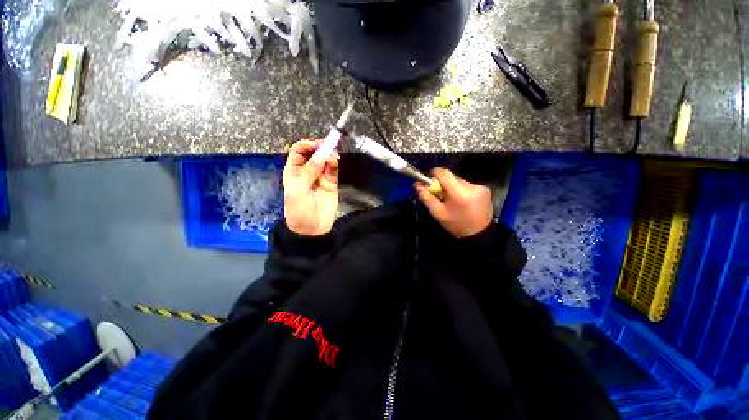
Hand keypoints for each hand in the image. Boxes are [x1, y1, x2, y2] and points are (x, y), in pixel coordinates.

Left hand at [282, 139, 339, 235]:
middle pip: (314, 154)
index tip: (317, 144)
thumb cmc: (299, 210)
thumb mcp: (298, 190)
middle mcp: (307, 172)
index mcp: (294, 171)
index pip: (299, 151)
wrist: (312, 229)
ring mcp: (320, 177)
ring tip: (333, 156)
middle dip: (320, 148)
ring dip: (329, 156)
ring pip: (325, 161)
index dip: (307, 145)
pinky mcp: (331, 184)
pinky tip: (335, 162)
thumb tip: (322, 155)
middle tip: (329, 147)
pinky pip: (333, 171)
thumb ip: (309, 171)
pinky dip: (334, 165)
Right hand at [414, 168, 492, 237]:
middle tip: (439, 195)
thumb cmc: (456, 225)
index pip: (444, 173)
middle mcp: (472, 187)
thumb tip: (417, 184)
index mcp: (459, 194)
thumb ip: (427, 198)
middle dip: (443, 183)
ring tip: (451, 199)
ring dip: (452, 187)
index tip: (429, 182)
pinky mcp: (485, 189)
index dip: (434, 174)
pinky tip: (461, 200)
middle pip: (451, 176)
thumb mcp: (438, 213)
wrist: (479, 234)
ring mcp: (480, 187)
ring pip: (459, 180)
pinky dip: (461, 189)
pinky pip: (467, 184)